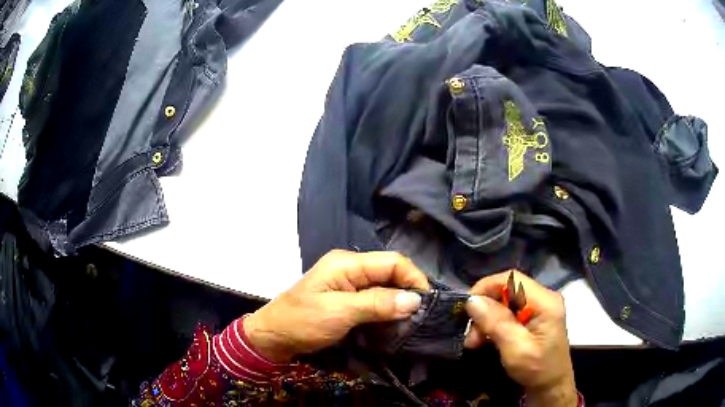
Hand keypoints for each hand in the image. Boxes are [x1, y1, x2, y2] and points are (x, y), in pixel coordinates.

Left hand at [244, 250, 429, 362]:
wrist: (274, 336)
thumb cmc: (302, 322)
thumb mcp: (339, 313)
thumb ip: (377, 304)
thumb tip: (415, 300)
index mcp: (347, 263)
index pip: (392, 262)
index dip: (413, 279)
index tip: (426, 304)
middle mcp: (350, 268)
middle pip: (390, 273)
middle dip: (408, 293)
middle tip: (420, 317)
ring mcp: (348, 284)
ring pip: (384, 288)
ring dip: (398, 304)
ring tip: (410, 323)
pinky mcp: (347, 299)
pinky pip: (375, 301)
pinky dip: (386, 311)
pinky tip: (393, 324)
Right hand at [465, 271, 576, 406]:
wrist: (551, 386)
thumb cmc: (537, 369)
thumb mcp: (515, 349)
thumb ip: (496, 323)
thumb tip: (472, 300)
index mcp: (545, 302)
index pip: (512, 279)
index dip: (486, 287)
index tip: (467, 307)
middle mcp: (543, 298)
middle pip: (506, 290)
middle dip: (485, 310)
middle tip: (471, 335)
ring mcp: (538, 307)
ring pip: (504, 302)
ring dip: (486, 320)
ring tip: (475, 342)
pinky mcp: (533, 317)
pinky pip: (507, 312)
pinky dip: (493, 325)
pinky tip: (485, 339)